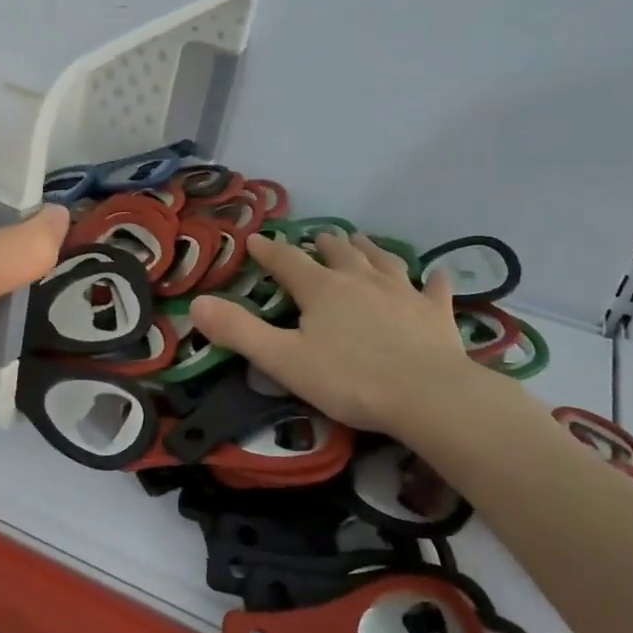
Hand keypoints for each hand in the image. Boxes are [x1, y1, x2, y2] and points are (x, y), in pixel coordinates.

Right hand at [189, 231, 532, 440]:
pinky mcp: (436, 314)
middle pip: (340, 253)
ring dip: (370, 249)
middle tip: (319, 236)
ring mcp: (404, 293)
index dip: (270, 251)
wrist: (428, 395)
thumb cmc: (349, 379)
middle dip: (325, 244)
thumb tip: (196, 303)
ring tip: (362, 240)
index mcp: (322, 290)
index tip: (257, 239)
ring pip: (384, 261)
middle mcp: (362, 280)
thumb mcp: (283, 360)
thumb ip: (239, 331)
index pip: (288, 262)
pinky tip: (436, 274)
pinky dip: (433, 280)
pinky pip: (434, 290)